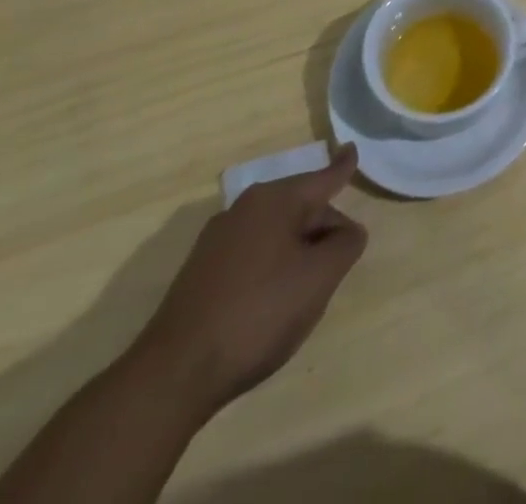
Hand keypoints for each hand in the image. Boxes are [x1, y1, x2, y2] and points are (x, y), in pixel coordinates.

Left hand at [134, 143, 367, 415]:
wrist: (173, 375)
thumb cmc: (258, 314)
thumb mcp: (319, 278)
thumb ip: (345, 244)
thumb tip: (347, 231)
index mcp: (275, 200)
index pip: (321, 178)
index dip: (342, 167)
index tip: (352, 148)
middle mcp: (244, 208)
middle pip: (301, 208)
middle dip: (323, 231)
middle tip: (335, 266)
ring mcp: (217, 241)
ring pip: (276, 234)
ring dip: (297, 254)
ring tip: (303, 293)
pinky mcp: (200, 273)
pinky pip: (252, 255)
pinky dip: (271, 269)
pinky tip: (269, 306)